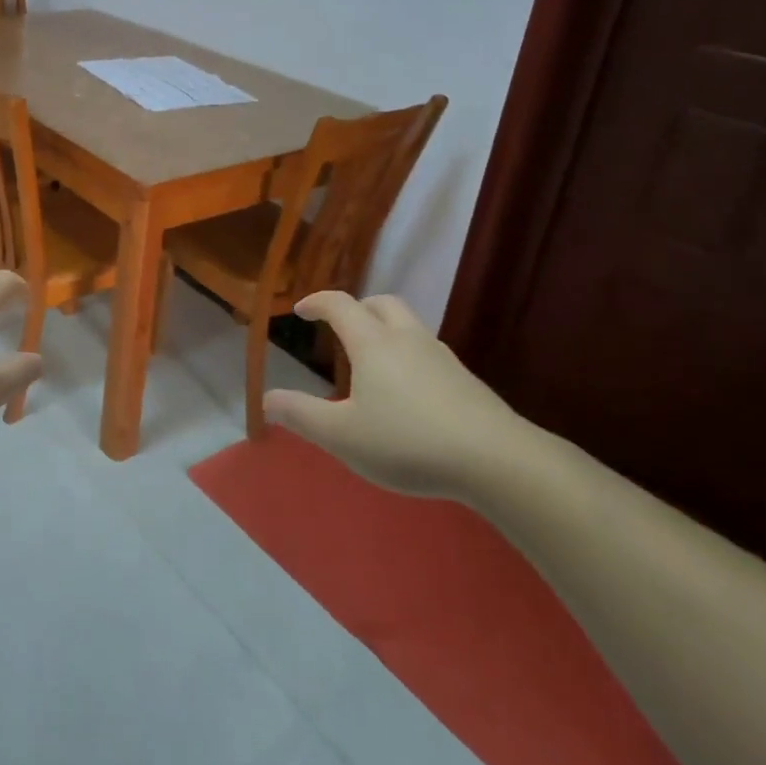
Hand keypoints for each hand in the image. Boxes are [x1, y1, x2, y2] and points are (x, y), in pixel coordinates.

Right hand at [263, 293, 532, 498]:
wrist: (499, 462)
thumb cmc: (408, 442)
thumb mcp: (342, 436)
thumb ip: (301, 415)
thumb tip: (267, 398)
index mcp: (373, 343)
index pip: (339, 304)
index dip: (316, 302)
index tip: (301, 310)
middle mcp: (407, 339)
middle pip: (382, 303)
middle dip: (358, 308)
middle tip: (341, 327)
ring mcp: (443, 359)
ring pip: (410, 327)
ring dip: (386, 331)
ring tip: (373, 364)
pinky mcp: (468, 382)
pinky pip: (429, 354)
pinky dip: (410, 357)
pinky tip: (409, 394)